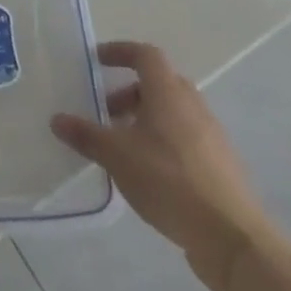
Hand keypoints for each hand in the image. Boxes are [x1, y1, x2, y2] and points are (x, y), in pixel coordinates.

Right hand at [50, 41, 270, 290]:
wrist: (233, 238)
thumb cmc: (169, 181)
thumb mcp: (117, 156)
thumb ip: (86, 135)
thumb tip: (57, 119)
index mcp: (168, 93)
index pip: (145, 55)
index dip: (120, 51)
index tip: (97, 61)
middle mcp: (193, 106)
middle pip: (159, 83)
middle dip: (129, 93)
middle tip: (105, 112)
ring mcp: (212, 136)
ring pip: (173, 112)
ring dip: (145, 118)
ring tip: (123, 147)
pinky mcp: (221, 165)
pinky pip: (186, 137)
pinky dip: (163, 141)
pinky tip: (149, 173)